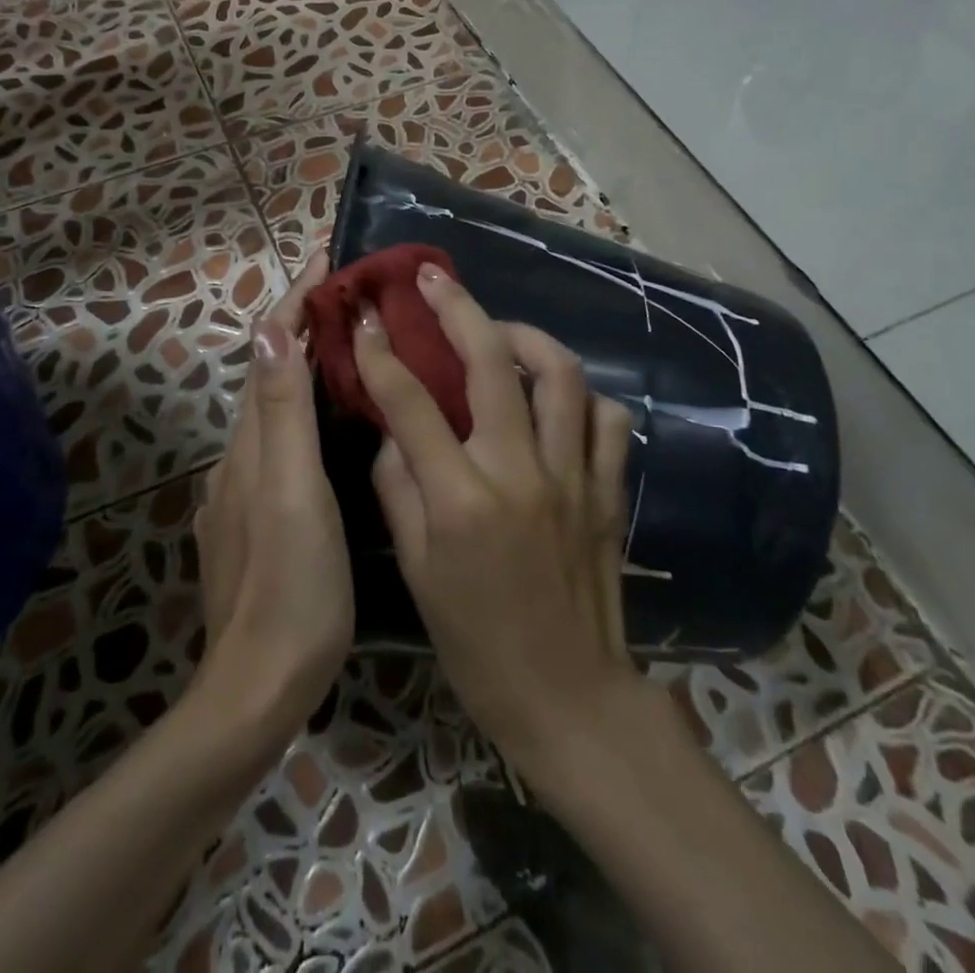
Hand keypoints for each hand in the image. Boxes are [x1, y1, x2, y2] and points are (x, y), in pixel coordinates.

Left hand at [193, 260, 351, 754]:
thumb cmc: (291, 587)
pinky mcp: (254, 518)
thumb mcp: (293, 494)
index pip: (269, 351)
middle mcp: (240, 457)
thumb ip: (282, 415)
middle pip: (269, 372)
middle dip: (300, 325)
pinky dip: (302, 410)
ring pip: (274, 408)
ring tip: (348, 343)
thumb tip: (271, 329)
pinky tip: (332, 422)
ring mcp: (243, 490)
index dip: (294, 303)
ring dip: (302, 365)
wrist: (258, 687)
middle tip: (350, 296)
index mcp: (252, 445)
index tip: (326, 261)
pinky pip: (279, 443)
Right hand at [351, 262, 637, 780]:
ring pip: (561, 374)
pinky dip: (581, 394)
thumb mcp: (416, 570)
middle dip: (457, 308)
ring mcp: (573, 477)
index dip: (381, 353)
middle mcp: (520, 472)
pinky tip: (556, 396)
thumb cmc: (476, 641)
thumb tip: (393, 429)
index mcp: (461, 499)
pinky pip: (607, 418)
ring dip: (526, 336)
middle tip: (433, 279)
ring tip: (499, 331)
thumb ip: (398, 488)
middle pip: (492, 362)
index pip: (411, 402)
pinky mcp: (609, 490)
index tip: (364, 317)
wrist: (568, 697)